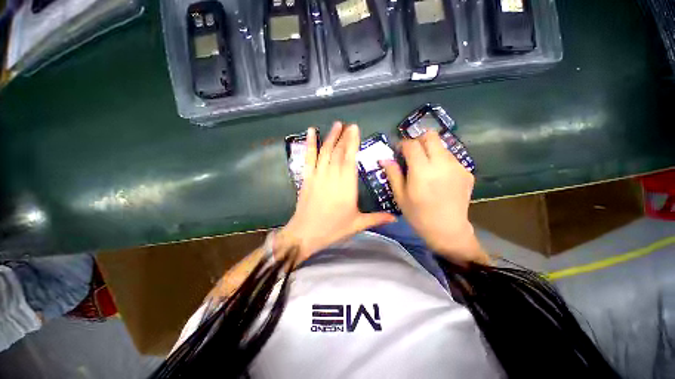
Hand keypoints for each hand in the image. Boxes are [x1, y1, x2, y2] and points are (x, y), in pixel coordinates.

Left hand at [278, 122, 395, 262]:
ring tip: (336, 124)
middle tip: (349, 125)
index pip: (350, 159)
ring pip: (325, 152)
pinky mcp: (307, 178)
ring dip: (331, 137)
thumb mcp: (357, 224)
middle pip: (339, 152)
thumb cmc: (333, 229)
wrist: (305, 234)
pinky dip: (310, 144)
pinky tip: (311, 132)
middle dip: (344, 137)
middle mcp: (333, 177)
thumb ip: (376, 218)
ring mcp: (318, 176)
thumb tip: (395, 217)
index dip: (352, 142)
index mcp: (347, 186)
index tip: (355, 129)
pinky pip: (309, 158)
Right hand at [381, 131, 487, 264]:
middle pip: (431, 136)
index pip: (412, 144)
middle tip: (412, 152)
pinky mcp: (467, 172)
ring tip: (425, 166)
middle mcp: (441, 164)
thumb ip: (393, 174)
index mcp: (422, 171)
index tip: (398, 150)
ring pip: (442, 146)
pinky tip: (438, 176)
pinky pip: (451, 158)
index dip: (403, 144)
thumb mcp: (400, 196)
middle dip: (419, 139)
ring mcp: (457, 167)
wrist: (448, 230)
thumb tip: (384, 159)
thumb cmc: (418, 215)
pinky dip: (441, 161)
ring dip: (430, 150)